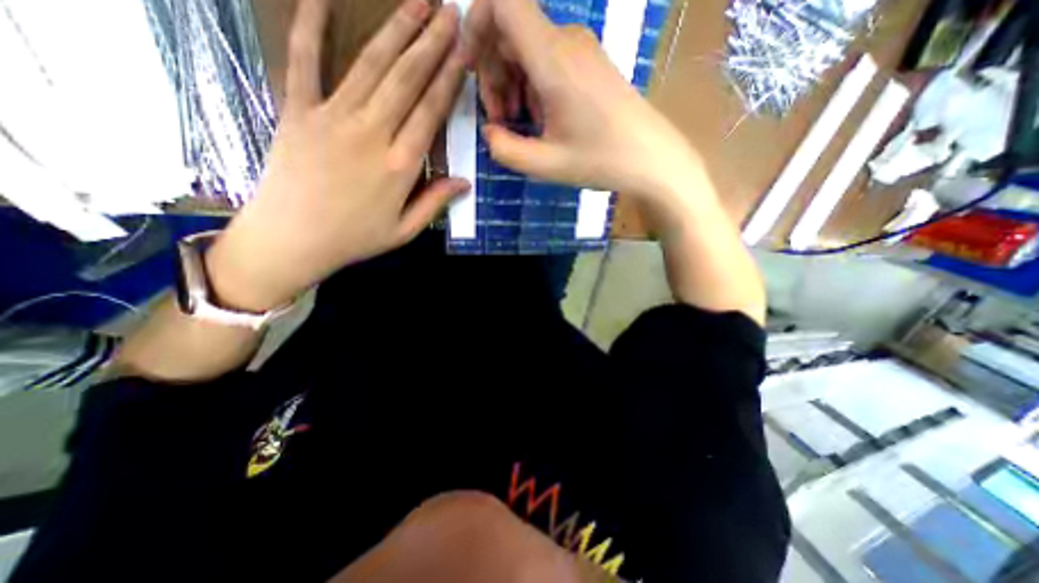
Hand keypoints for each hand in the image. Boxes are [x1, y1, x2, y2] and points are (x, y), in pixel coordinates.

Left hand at [207, 0, 465, 313]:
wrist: (291, 240)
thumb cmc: (354, 239)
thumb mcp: (404, 230)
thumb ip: (435, 202)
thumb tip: (464, 182)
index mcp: (400, 166)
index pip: (430, 112)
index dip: (450, 78)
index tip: (464, 49)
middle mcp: (371, 134)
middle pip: (406, 81)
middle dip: (431, 43)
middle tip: (450, 11)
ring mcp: (332, 118)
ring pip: (370, 66)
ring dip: (396, 30)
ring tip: (418, 1)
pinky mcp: (298, 111)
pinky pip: (304, 61)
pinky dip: (311, 25)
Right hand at [463, 0, 704, 219]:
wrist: (651, 159)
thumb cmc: (600, 160)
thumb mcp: (544, 164)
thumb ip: (505, 149)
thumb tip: (489, 131)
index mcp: (552, 59)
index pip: (501, 2)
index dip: (474, 26)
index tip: (468, 68)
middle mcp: (566, 42)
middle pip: (509, 32)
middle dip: (492, 73)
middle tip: (500, 120)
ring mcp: (580, 51)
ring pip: (527, 48)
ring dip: (511, 83)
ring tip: (518, 124)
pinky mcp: (588, 64)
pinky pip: (547, 60)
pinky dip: (532, 85)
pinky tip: (540, 118)